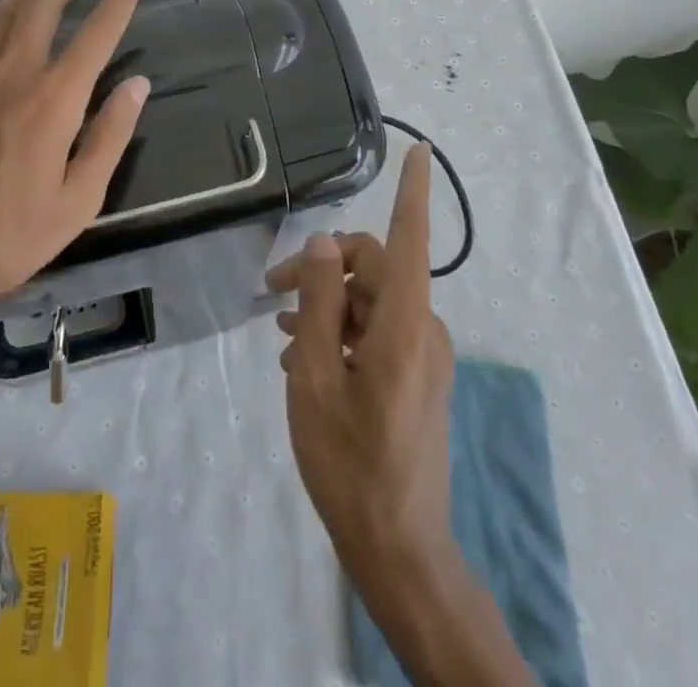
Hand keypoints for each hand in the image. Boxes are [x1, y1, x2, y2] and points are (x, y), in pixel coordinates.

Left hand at [0, 0, 149, 322]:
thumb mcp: (77, 202)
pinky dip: (1, 9)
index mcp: (53, 101)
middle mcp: (14, 74)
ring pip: (7, 10)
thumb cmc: (6, 238)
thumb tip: (137, 85)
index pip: (96, 34)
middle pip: (43, 4)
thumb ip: (110, 137)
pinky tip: (7, 9)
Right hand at [267, 145, 457, 582]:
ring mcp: (424, 354)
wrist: (398, 546)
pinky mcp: (419, 373)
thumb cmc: (348, 461)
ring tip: (282, 334)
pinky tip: (305, 354)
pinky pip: (379, 329)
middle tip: (272, 292)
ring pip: (371, 300)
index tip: (421, 150)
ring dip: (328, 305)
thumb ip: (320, 303)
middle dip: (323, 269)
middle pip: (373, 269)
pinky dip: (343, 329)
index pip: (409, 240)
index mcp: (403, 325)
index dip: (414, 192)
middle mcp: (423, 329)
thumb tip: (324, 241)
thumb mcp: (317, 377)